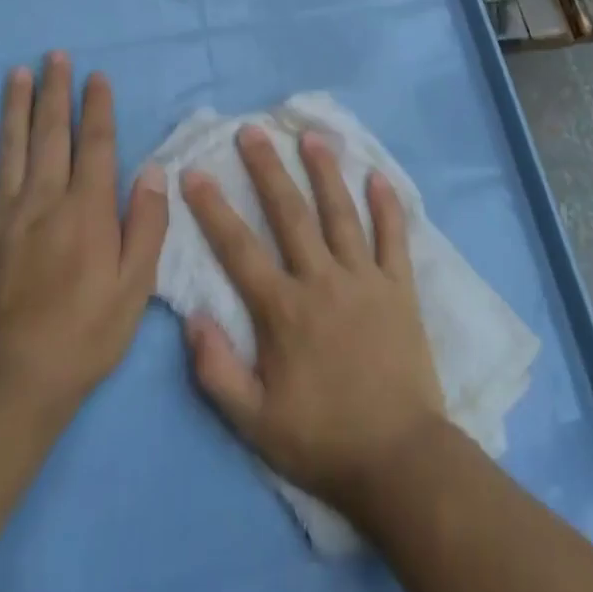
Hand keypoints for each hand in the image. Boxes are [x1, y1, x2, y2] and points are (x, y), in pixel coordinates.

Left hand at [0, 52, 167, 428]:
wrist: (12, 384)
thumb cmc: (86, 335)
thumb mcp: (136, 287)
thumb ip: (147, 224)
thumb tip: (154, 170)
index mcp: (87, 210)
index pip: (96, 145)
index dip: (98, 108)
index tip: (97, 76)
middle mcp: (44, 201)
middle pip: (52, 134)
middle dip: (56, 92)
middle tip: (56, 56)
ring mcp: (4, 216)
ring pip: (11, 148)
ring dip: (15, 107)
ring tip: (18, 73)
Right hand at [180, 127, 446, 511]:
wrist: (399, 461)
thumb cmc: (322, 441)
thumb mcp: (254, 423)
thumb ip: (217, 371)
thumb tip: (192, 316)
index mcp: (284, 310)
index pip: (238, 248)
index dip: (213, 208)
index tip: (195, 172)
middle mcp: (322, 280)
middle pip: (290, 213)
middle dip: (267, 168)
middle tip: (252, 130)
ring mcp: (364, 279)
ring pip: (341, 213)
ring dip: (324, 171)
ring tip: (311, 136)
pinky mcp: (399, 288)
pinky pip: (393, 238)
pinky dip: (387, 206)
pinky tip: (378, 176)